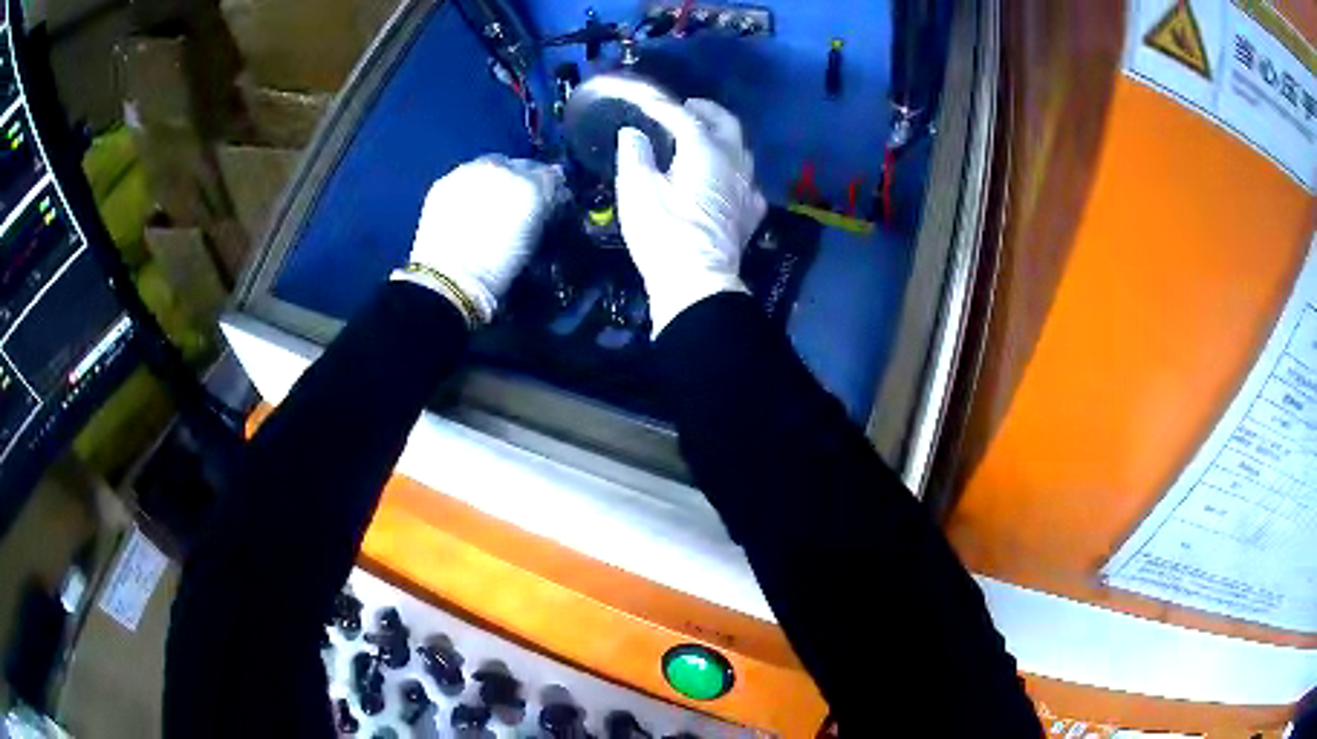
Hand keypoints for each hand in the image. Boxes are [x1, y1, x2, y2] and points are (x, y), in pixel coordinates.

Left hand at [395, 156, 563, 324]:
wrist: (449, 280)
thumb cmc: (500, 268)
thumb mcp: (535, 238)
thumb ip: (544, 208)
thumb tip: (550, 196)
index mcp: (530, 185)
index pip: (550, 175)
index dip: (551, 189)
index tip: (550, 202)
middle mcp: (500, 169)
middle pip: (520, 165)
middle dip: (523, 179)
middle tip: (519, 202)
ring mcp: (469, 171)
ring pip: (490, 166)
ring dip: (495, 180)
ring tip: (491, 204)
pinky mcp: (443, 182)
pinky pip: (465, 176)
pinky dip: (470, 188)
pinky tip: (467, 209)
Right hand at [615, 98, 766, 335]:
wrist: (697, 283)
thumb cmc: (664, 233)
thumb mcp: (637, 190)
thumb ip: (635, 155)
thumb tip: (633, 134)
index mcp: (705, 151)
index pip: (683, 117)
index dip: (662, 106)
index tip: (644, 98)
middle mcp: (733, 163)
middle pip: (726, 125)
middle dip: (707, 111)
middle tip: (688, 106)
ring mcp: (747, 189)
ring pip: (741, 150)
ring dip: (723, 137)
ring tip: (704, 138)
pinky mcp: (749, 214)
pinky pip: (746, 181)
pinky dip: (734, 170)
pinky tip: (725, 179)